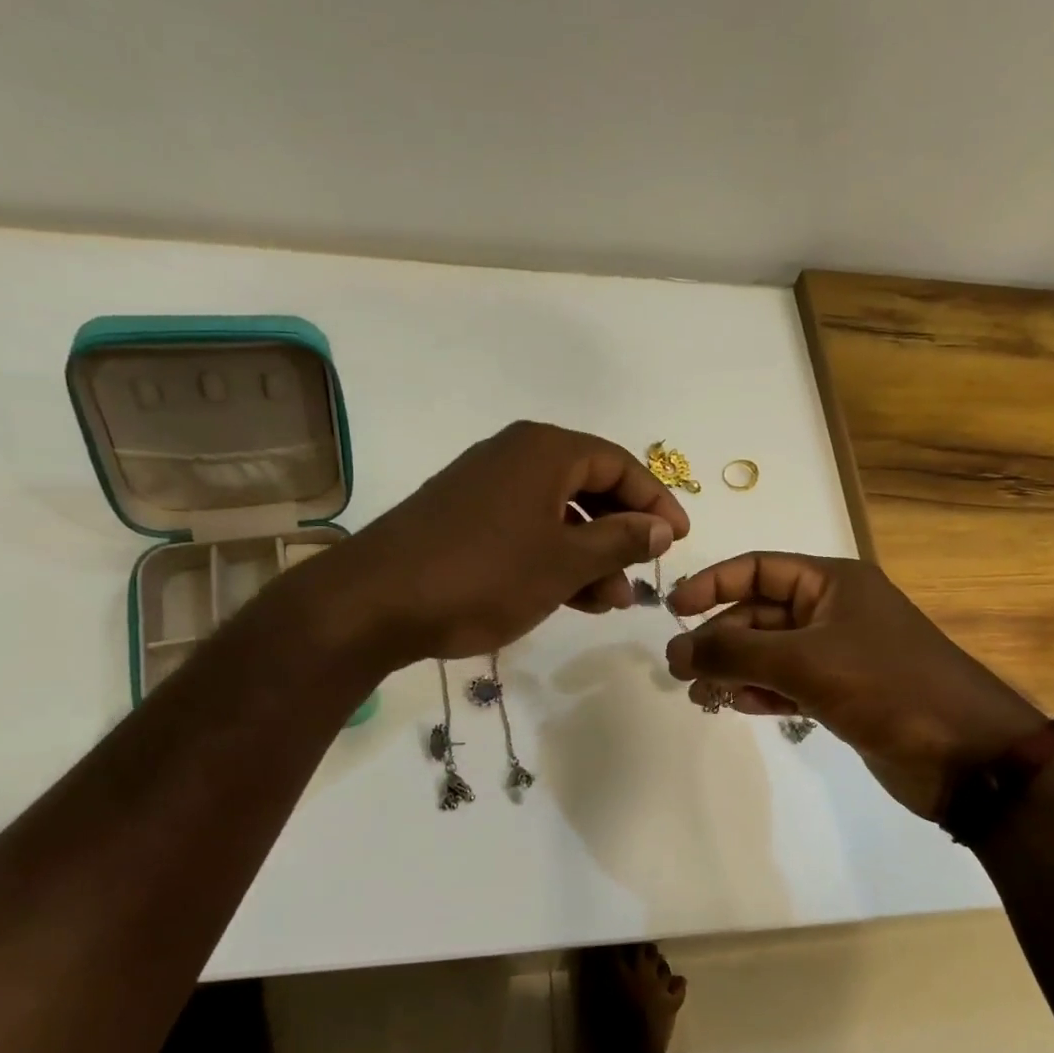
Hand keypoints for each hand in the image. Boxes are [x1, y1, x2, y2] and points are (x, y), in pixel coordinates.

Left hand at [328, 422, 689, 662]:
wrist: (375, 602)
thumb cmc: (483, 575)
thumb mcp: (564, 562)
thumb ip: (619, 540)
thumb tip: (660, 526)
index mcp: (544, 451)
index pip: (618, 465)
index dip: (655, 501)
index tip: (678, 540)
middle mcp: (514, 457)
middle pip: (588, 487)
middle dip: (620, 534)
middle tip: (640, 577)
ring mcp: (484, 488)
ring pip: (556, 514)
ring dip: (588, 554)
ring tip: (607, 601)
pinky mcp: (462, 519)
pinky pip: (525, 530)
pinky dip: (552, 559)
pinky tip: (568, 597)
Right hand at [664, 554, 1043, 820]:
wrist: (967, 757)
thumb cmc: (887, 687)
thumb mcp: (804, 662)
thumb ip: (734, 652)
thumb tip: (673, 649)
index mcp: (832, 583)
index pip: (758, 569)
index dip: (712, 583)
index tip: (673, 610)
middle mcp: (833, 611)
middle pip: (759, 614)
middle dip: (719, 639)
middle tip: (680, 670)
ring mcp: (838, 654)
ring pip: (769, 652)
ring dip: (733, 670)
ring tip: (700, 696)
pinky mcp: (842, 694)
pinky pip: (787, 683)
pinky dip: (760, 692)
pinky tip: (738, 707)